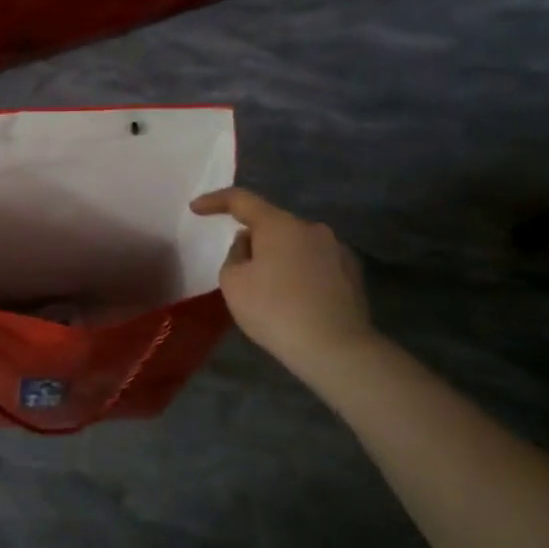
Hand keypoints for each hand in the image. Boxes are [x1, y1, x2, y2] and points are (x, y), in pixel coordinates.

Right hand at [190, 188, 375, 370]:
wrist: (335, 348)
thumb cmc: (275, 311)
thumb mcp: (233, 283)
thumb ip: (234, 254)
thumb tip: (249, 244)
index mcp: (279, 225)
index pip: (241, 200)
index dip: (215, 200)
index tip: (196, 208)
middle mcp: (311, 228)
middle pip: (272, 224)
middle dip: (253, 239)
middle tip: (239, 269)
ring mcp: (337, 249)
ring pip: (295, 244)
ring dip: (279, 257)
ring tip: (270, 290)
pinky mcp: (352, 272)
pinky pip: (316, 263)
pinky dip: (300, 273)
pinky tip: (296, 300)